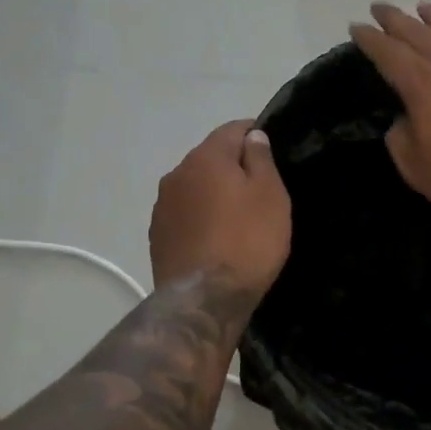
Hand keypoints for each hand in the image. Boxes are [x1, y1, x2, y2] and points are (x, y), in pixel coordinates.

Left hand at [149, 121, 291, 294]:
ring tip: (238, 217)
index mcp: (206, 157)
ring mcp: (163, 206)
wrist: (204, 300)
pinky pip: (185, 214)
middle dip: (233, 166)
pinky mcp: (158, 236)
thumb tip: (252, 136)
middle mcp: (177, 174)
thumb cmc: (247, 242)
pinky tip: (217, 238)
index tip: (273, 150)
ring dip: (214, 193)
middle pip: (211, 158)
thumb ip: (261, 159)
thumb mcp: (269, 196)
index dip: (255, 134)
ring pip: (195, 187)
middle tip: (261, 189)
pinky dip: (201, 217)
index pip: (233, 129)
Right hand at [348, 2, 430, 217]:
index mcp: (423, 86)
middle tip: (380, 7)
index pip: (389, 53)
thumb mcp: (417, 170)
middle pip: (419, 34)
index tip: (356, 26)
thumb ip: (400, 140)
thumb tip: (403, 120)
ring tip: (424, 6)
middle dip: (396, 19)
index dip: (370, 39)